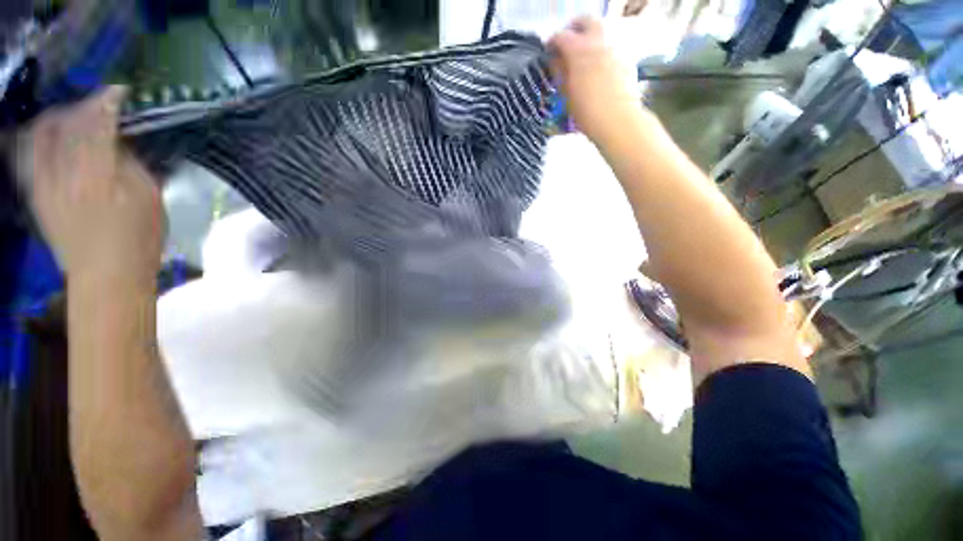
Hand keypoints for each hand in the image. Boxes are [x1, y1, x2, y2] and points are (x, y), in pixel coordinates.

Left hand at [17, 87, 163, 285]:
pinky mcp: (36, 194)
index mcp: (98, 171)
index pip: (98, 122)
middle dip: (81, 106)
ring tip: (72, 117)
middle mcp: (64, 169)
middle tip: (97, 105)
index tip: (120, 92)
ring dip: (57, 119)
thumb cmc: (139, 239)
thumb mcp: (150, 199)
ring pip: (41, 135)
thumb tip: (118, 143)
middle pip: (65, 123)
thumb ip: (131, 165)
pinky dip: (39, 138)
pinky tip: (50, 138)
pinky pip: (29, 154)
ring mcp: (45, 182)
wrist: (106, 276)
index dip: (108, 101)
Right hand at [548, 17, 640, 142]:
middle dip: (575, 28)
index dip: (552, 42)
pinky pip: (611, 48)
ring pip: (601, 34)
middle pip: (586, 22)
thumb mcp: (566, 94)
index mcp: (579, 50)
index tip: (548, 51)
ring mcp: (614, 49)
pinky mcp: (626, 59)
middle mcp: (598, 43)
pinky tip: (598, 70)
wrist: (616, 120)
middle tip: (568, 43)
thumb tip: (555, 60)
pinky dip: (601, 53)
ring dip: (590, 40)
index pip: (561, 36)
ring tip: (583, 59)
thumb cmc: (586, 111)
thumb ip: (560, 72)